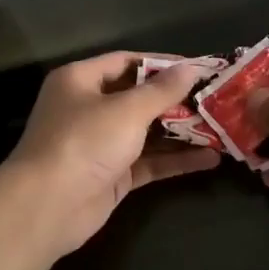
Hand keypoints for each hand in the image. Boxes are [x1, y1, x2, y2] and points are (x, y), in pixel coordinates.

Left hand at [1, 52, 221, 257]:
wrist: (48, 207)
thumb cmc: (84, 142)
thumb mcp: (127, 110)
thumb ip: (162, 90)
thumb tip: (192, 68)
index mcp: (81, 81)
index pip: (127, 62)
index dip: (163, 64)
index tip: (199, 68)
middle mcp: (89, 108)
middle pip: (139, 98)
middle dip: (177, 100)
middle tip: (216, 99)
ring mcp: (100, 144)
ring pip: (147, 132)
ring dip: (181, 131)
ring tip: (220, 128)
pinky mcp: (112, 175)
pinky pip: (149, 162)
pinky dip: (175, 159)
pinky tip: (210, 158)